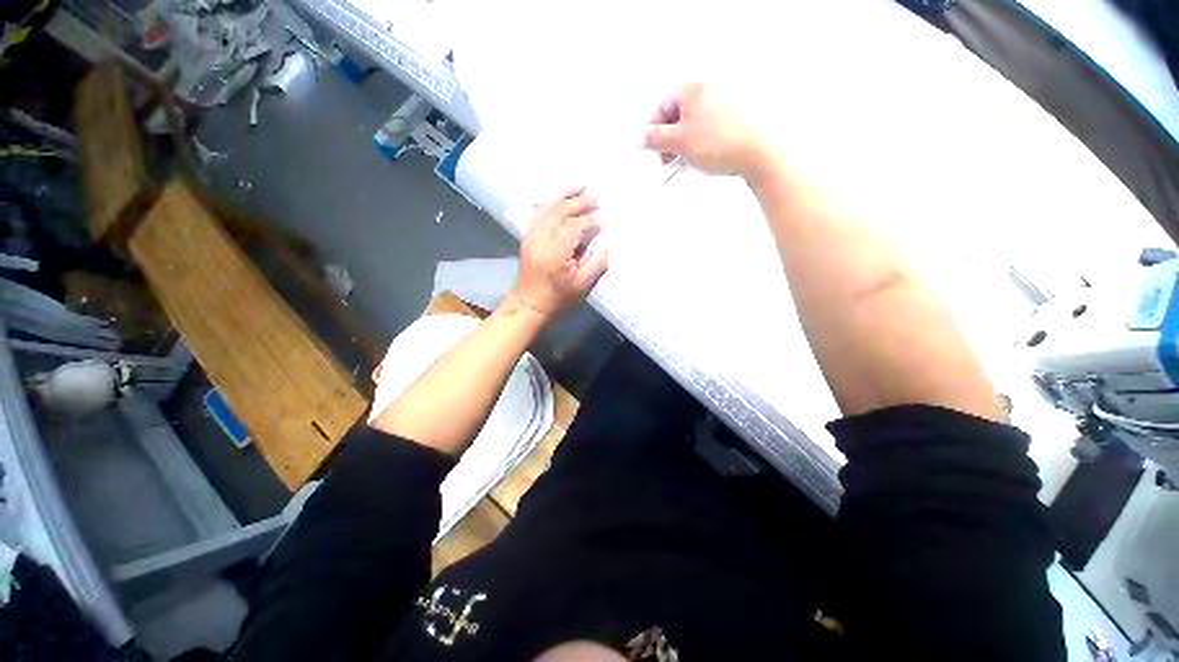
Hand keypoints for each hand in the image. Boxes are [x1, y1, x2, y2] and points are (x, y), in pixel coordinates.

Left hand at [510, 188, 607, 317]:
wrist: (529, 303)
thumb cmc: (557, 297)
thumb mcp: (581, 285)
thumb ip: (595, 263)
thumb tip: (603, 244)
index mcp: (556, 251)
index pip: (575, 226)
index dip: (590, 221)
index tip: (601, 222)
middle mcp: (541, 238)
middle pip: (561, 211)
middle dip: (579, 202)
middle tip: (596, 197)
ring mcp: (532, 236)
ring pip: (548, 208)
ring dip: (565, 196)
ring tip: (580, 186)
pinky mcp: (528, 237)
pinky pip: (537, 212)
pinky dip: (549, 202)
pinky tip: (557, 196)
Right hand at [643, 83, 770, 179]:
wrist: (761, 152)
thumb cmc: (722, 143)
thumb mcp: (679, 142)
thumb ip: (655, 138)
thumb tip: (641, 136)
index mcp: (693, 89)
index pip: (662, 106)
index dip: (653, 130)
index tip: (651, 148)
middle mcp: (712, 87)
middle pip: (680, 113)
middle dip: (670, 138)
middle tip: (669, 158)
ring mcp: (730, 98)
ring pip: (697, 120)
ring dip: (687, 141)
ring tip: (688, 160)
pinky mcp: (742, 113)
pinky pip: (715, 125)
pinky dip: (705, 140)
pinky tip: (706, 155)